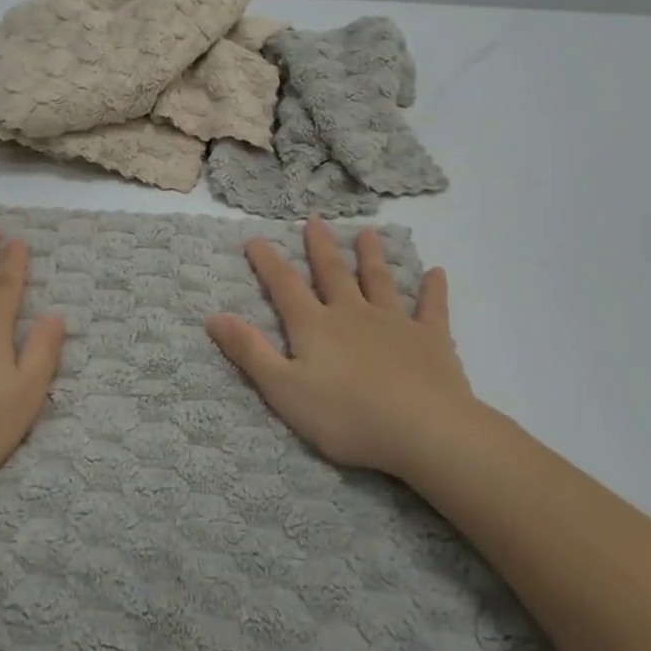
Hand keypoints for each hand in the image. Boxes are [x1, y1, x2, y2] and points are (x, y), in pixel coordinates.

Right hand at [205, 217, 487, 478]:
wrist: (424, 430)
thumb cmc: (346, 416)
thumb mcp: (284, 389)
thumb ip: (250, 352)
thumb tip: (214, 316)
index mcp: (315, 326)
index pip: (285, 286)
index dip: (268, 262)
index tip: (255, 239)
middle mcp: (352, 314)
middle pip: (333, 274)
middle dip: (321, 248)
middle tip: (316, 221)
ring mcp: (395, 323)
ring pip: (380, 281)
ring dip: (372, 257)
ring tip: (368, 234)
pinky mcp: (431, 339)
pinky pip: (432, 308)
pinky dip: (433, 289)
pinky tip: (437, 272)